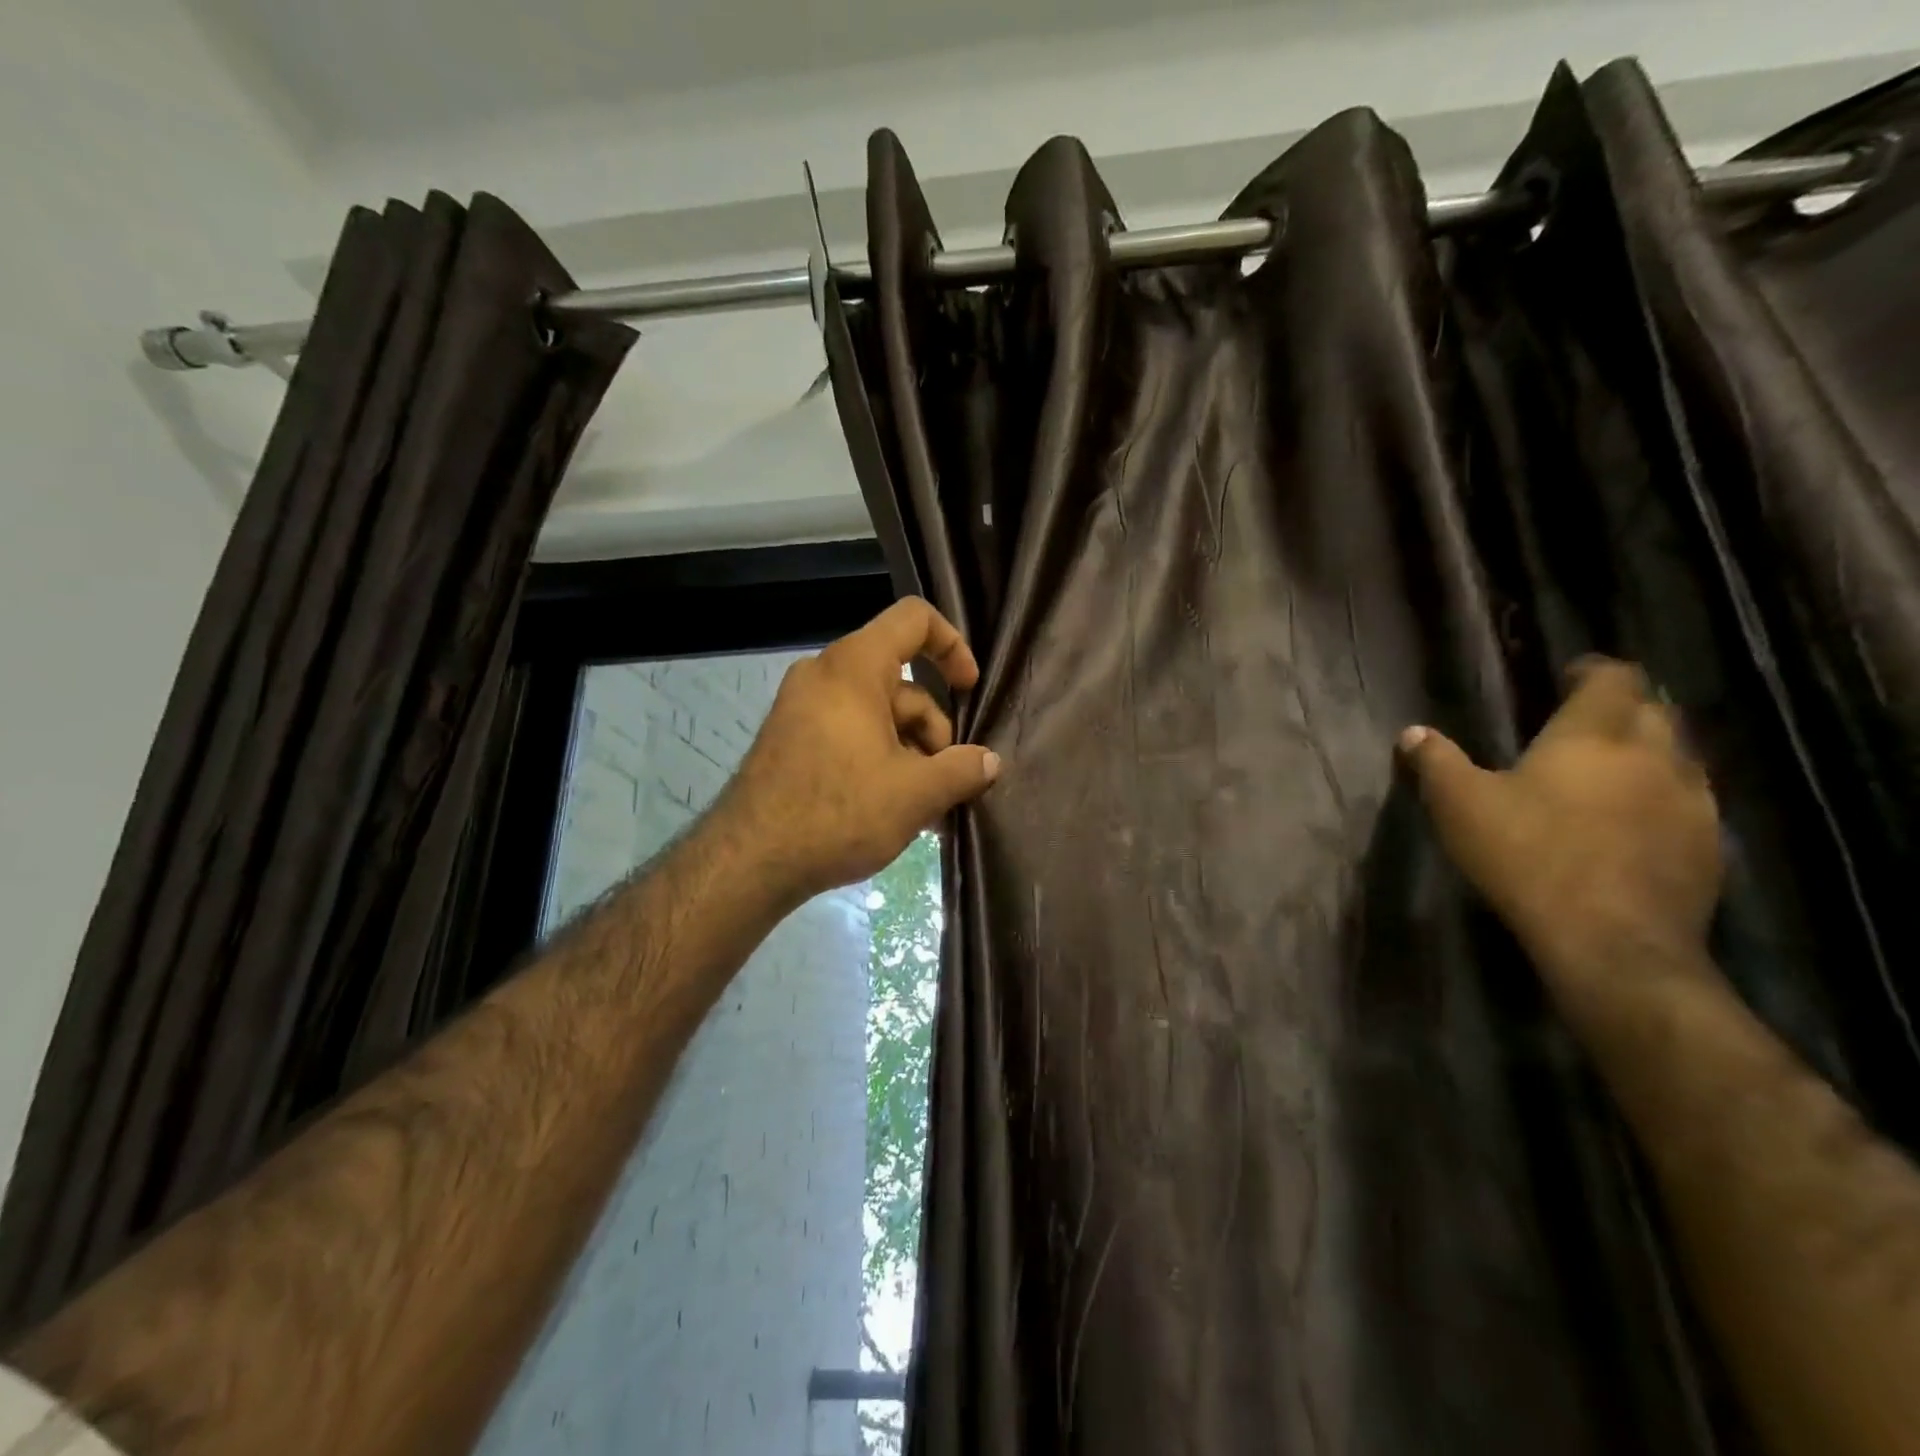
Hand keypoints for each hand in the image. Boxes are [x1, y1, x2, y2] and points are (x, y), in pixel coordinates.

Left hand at [720, 598, 999, 903]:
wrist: (748, 861)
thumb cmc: (838, 812)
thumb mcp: (915, 794)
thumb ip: (962, 770)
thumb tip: (990, 762)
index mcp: (853, 667)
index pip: (914, 620)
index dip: (952, 646)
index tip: (969, 690)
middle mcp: (824, 676)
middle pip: (902, 684)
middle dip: (934, 732)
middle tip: (950, 784)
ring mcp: (803, 708)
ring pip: (879, 715)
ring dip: (912, 756)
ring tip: (927, 812)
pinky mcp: (792, 740)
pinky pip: (851, 734)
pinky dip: (880, 761)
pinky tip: (896, 810)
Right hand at [1400, 659, 1722, 990]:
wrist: (1611, 941)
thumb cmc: (1527, 856)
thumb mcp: (1459, 805)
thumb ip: (1436, 762)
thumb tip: (1413, 732)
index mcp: (1593, 734)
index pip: (1613, 678)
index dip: (1593, 671)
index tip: (1568, 676)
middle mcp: (1653, 755)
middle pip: (1653, 710)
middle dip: (1622, 707)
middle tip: (1582, 722)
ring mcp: (1692, 801)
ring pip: (1679, 755)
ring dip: (1648, 752)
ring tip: (1609, 770)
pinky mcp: (1709, 846)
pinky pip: (1690, 802)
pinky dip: (1662, 797)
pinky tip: (1632, 821)